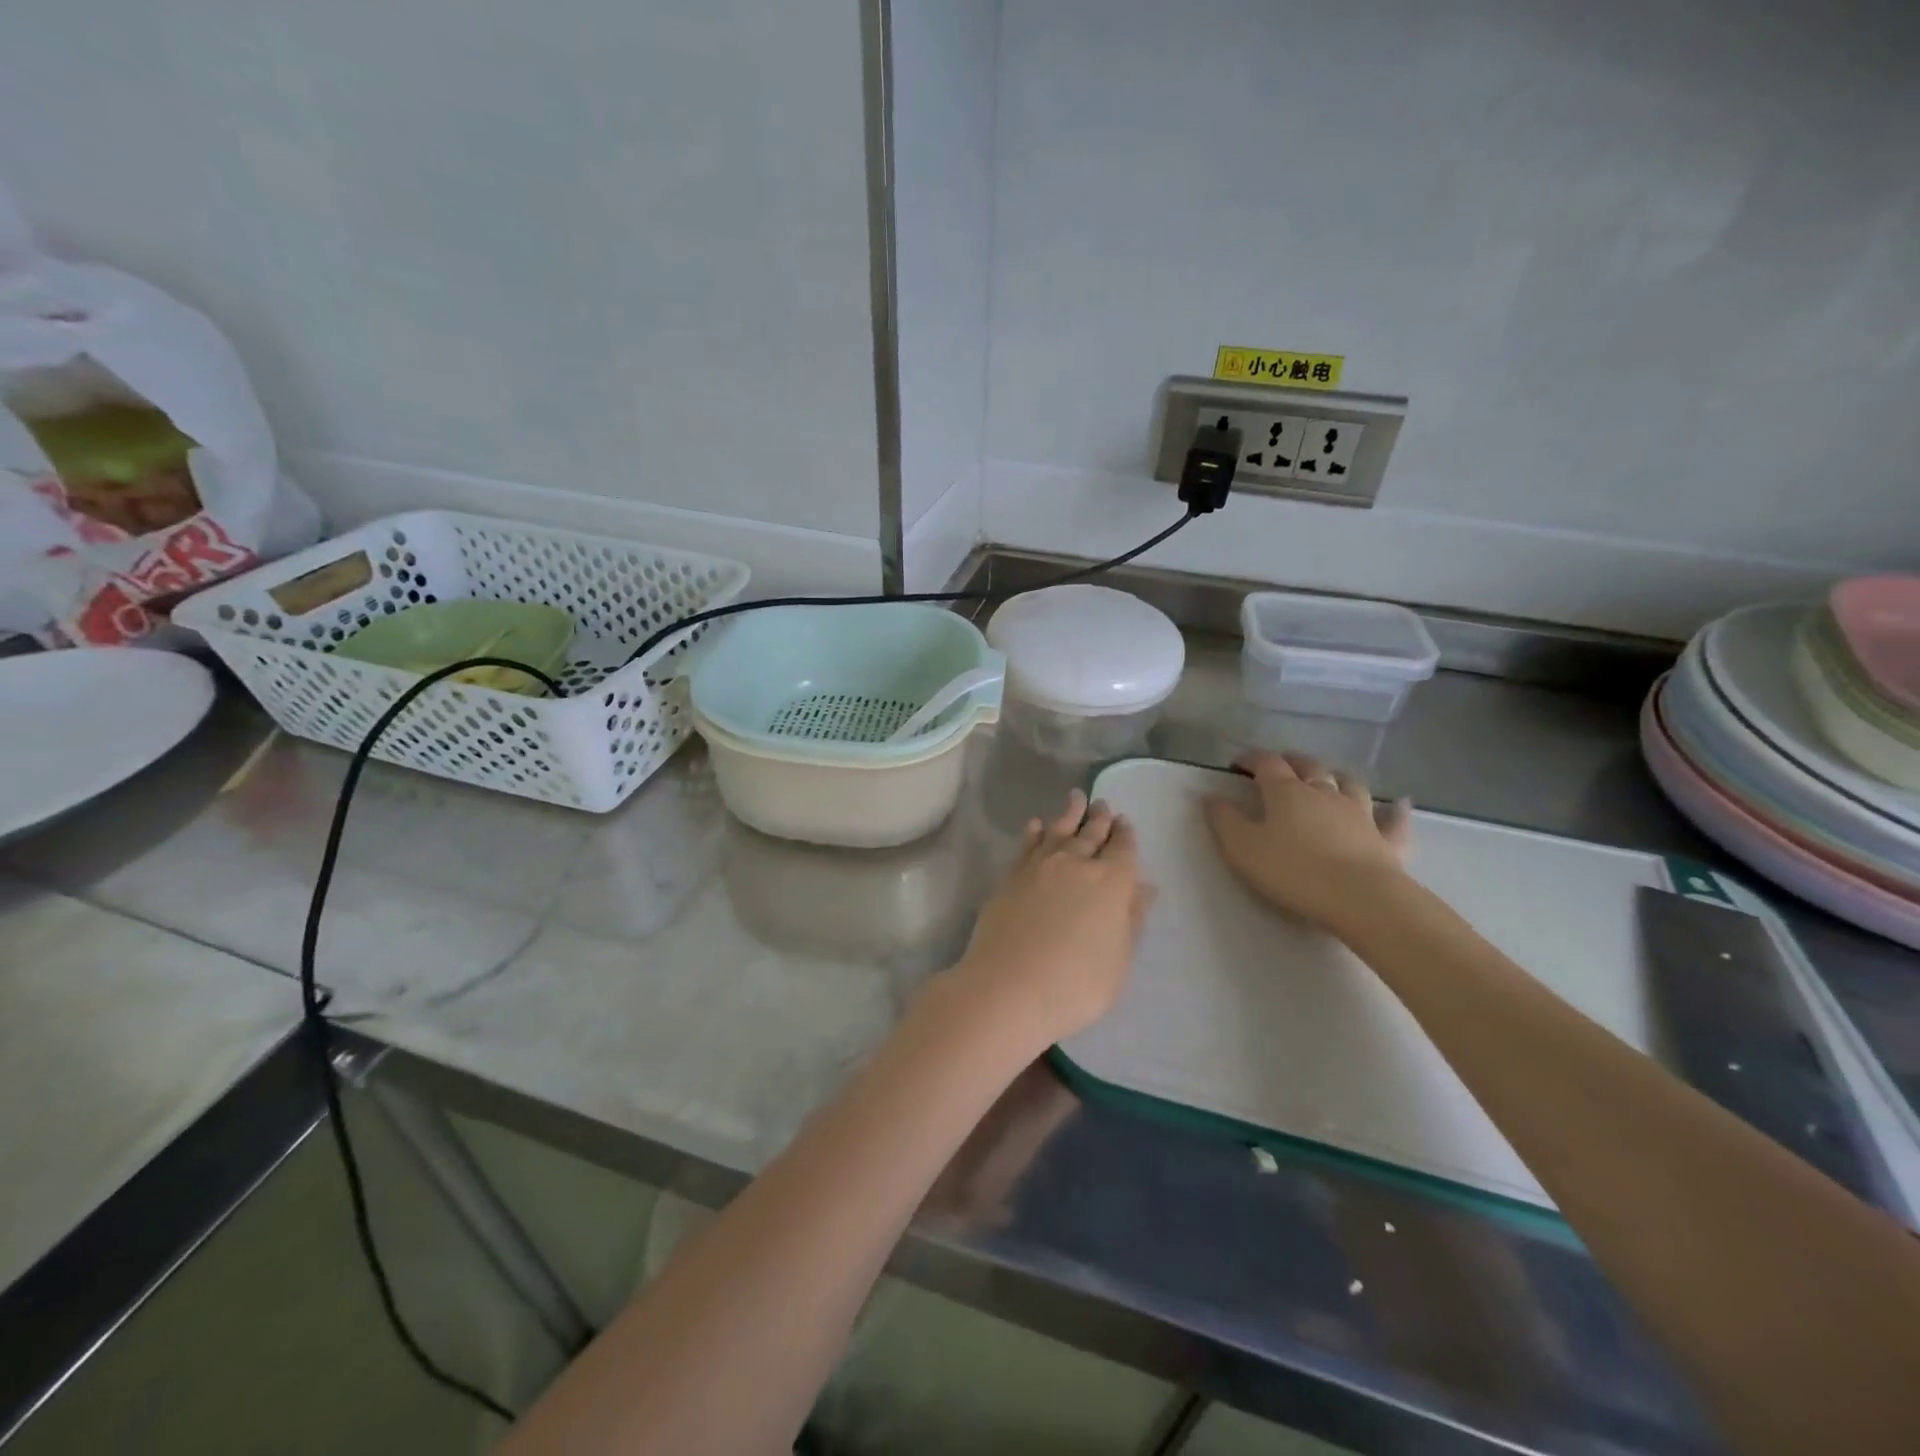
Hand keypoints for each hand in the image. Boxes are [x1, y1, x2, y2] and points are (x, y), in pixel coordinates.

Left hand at [945, 790, 1153, 1049]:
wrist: (1008, 987)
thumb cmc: (1076, 984)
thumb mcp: (1119, 960)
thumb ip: (1131, 919)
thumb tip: (1144, 886)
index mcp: (1112, 882)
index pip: (1123, 849)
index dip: (1126, 835)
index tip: (1125, 822)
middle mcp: (1077, 863)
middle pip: (1092, 833)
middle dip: (1101, 818)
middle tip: (1104, 804)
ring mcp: (1040, 866)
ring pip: (1060, 830)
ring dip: (1070, 813)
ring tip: (1077, 798)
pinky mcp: (1011, 875)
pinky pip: (1027, 844)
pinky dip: (1035, 831)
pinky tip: (1037, 824)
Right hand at [1204, 752, 1412, 934]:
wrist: (1361, 899)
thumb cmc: (1293, 871)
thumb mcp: (1242, 848)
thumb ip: (1223, 820)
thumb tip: (1211, 796)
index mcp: (1287, 792)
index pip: (1266, 764)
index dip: (1251, 759)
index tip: (1237, 762)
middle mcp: (1324, 794)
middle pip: (1309, 767)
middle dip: (1292, 761)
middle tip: (1281, 763)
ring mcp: (1360, 814)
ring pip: (1349, 784)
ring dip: (1337, 777)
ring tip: (1330, 777)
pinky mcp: (1387, 840)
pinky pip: (1394, 819)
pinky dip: (1395, 809)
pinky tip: (1399, 803)